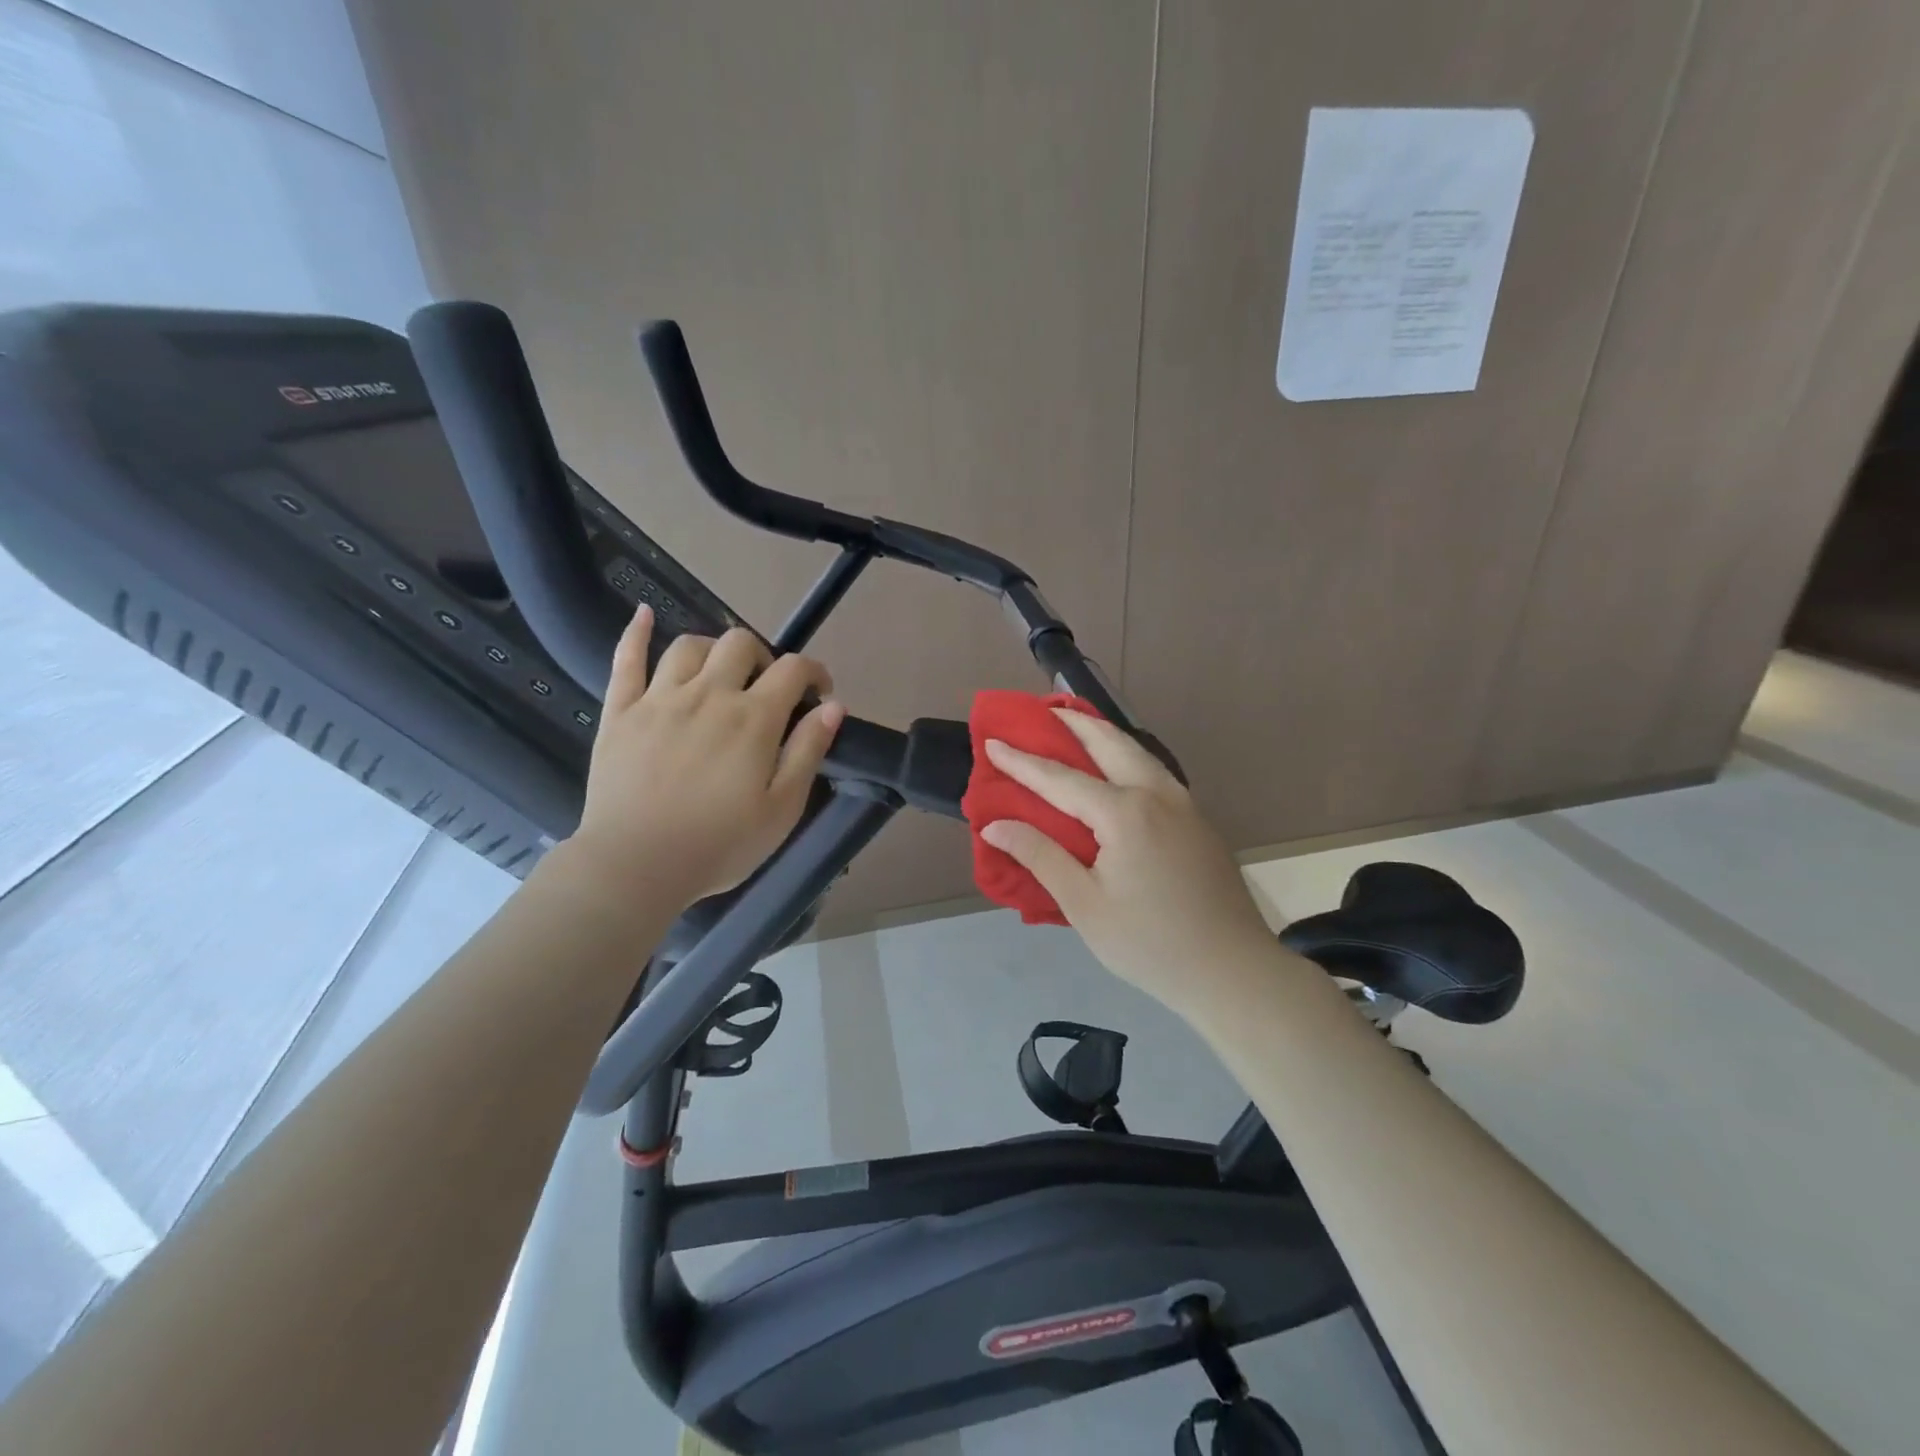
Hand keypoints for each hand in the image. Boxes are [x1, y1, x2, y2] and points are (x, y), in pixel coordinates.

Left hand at [566, 608, 844, 908]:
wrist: (635, 866)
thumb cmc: (719, 845)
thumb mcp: (782, 808)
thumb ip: (809, 751)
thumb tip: (833, 707)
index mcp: (753, 718)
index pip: (793, 669)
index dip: (814, 673)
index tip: (820, 694)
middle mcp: (708, 694)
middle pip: (740, 644)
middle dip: (763, 657)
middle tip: (765, 689)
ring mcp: (659, 699)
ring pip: (689, 646)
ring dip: (713, 650)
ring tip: (719, 674)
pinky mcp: (620, 712)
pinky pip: (625, 659)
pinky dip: (635, 633)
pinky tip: (643, 615)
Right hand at [980, 712, 1279, 1015]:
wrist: (1233, 970)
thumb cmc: (1149, 943)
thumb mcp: (1084, 904)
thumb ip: (1040, 856)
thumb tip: (995, 826)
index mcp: (1124, 812)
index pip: (1060, 778)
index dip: (1023, 762)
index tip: (993, 742)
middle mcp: (1157, 794)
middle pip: (1109, 743)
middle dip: (1074, 723)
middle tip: (1043, 711)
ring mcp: (1184, 804)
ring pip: (1138, 752)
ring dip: (1104, 734)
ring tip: (1077, 726)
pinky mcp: (1199, 820)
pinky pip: (1155, 772)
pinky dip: (1128, 756)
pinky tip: (1118, 769)